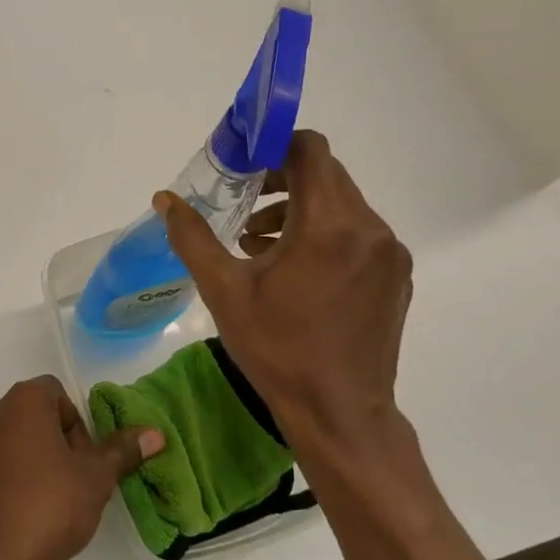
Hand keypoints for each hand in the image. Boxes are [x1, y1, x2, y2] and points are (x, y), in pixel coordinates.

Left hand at [0, 376, 163, 559]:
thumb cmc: (46, 507)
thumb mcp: (95, 480)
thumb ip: (121, 452)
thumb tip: (153, 433)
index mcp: (23, 402)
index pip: (56, 395)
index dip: (76, 426)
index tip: (82, 462)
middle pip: (29, 417)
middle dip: (50, 443)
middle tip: (67, 484)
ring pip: (2, 443)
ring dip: (20, 462)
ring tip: (37, 504)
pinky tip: (7, 516)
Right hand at [153, 129, 413, 463]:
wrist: (340, 414)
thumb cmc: (278, 349)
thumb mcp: (224, 290)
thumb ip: (192, 237)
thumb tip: (165, 199)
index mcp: (330, 225)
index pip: (309, 151)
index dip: (274, 144)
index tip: (242, 161)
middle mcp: (370, 229)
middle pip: (326, 175)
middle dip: (281, 179)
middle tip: (241, 199)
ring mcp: (389, 254)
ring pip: (341, 204)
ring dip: (299, 207)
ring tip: (256, 240)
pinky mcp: (395, 277)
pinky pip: (357, 233)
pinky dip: (323, 233)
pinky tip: (290, 267)